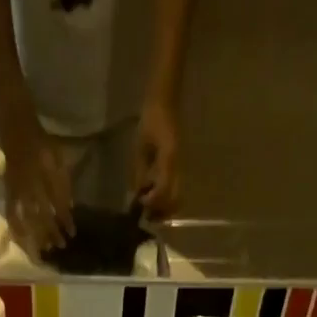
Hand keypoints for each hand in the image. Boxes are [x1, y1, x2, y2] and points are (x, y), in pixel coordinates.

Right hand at [0, 120, 74, 254]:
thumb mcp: (59, 157)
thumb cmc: (41, 142)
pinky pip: (11, 214)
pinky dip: (17, 229)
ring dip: (37, 235)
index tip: (73, 233)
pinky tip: (22, 242)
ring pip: (28, 218)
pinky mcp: (8, 192)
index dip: (66, 219)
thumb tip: (70, 208)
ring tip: (44, 249)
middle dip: (53, 232)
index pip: (59, 203)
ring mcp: (19, 189)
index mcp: (47, 174)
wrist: (16, 127)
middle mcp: (32, 184)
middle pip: (44, 215)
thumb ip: (64, 182)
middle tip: (60, 246)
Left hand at [133, 100, 179, 216]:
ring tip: (149, 208)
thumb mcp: (140, 147)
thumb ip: (139, 172)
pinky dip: (165, 199)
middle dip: (160, 212)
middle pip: (174, 201)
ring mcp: (179, 168)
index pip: (163, 190)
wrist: (164, 103)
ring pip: (176, 199)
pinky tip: (153, 196)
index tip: (141, 202)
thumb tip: (137, 195)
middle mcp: (177, 167)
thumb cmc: (150, 120)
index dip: (152, 202)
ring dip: (163, 208)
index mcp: (168, 159)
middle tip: (146, 213)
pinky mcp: (177, 168)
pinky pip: (174, 190)